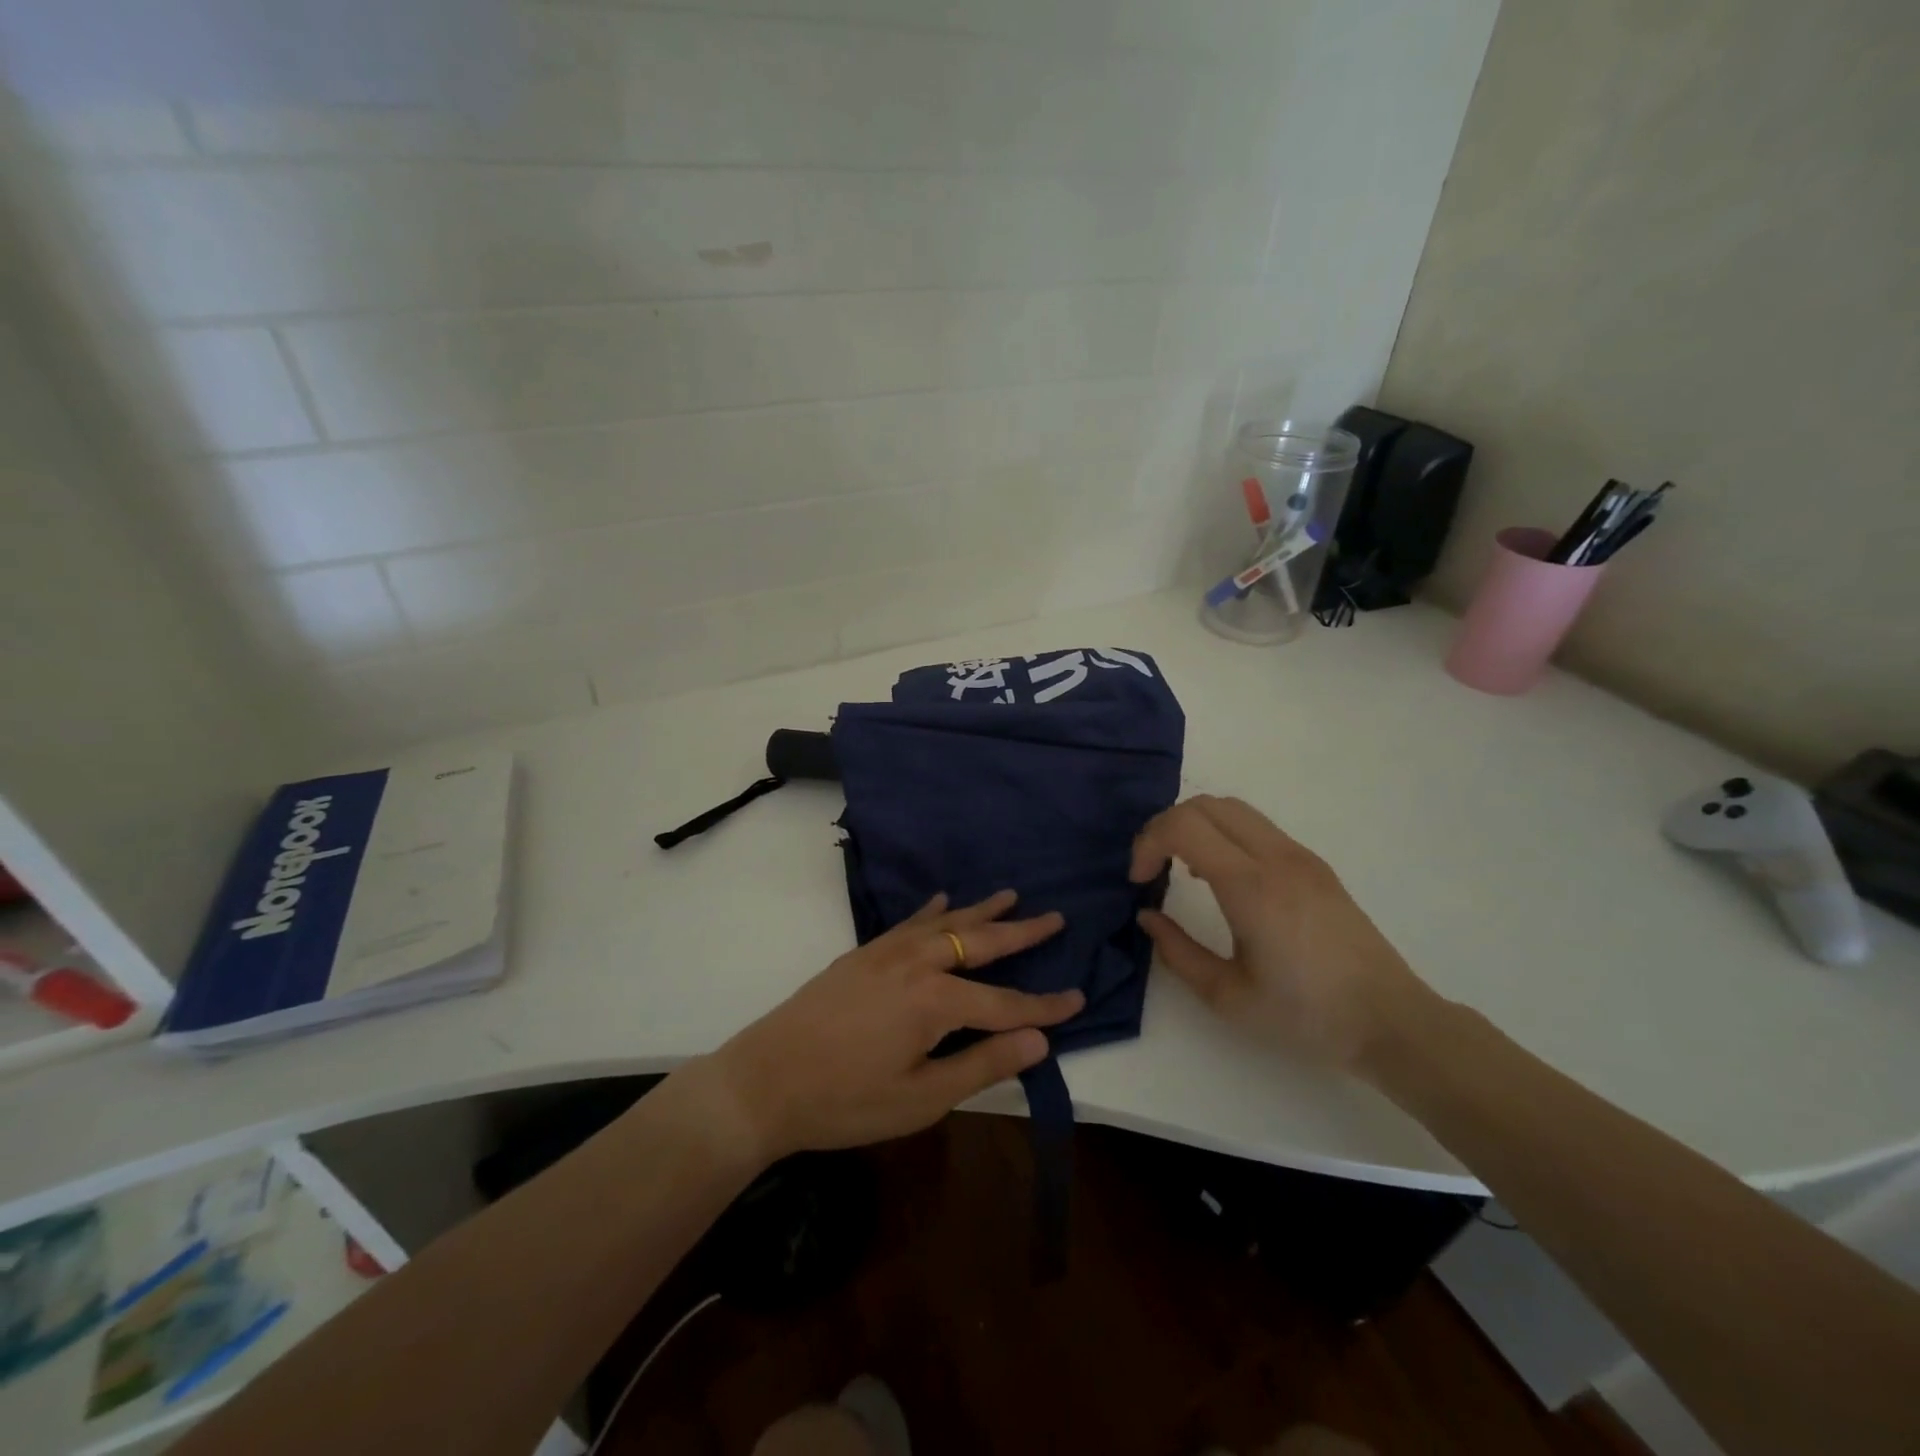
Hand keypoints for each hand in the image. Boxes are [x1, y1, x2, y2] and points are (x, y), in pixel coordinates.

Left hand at [688, 891, 1079, 1163]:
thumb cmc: (845, 1100)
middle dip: (1021, 932)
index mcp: (935, 1000)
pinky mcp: (862, 954)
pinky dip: (932, 911)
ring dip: (981, 910)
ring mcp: (885, 953)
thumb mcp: (921, 1099)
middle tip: (1055, 917)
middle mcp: (916, 963)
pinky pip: (908, 923)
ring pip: (945, 923)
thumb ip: (982, 1065)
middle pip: (980, 942)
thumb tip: (1038, 1042)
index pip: (1005, 1003)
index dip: (1043, 1006)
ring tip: (1010, 895)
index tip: (1078, 998)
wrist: (763, 1082)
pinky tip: (941, 901)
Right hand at [1130, 796, 1434, 1069]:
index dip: (1147, 843)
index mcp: (1250, 886)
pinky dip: (1223, 834)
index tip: (1138, 880)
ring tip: (1182, 870)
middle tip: (1151, 868)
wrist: (1391, 1021)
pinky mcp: (1314, 865)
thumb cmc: (1306, 1016)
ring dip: (1195, 826)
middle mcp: (1276, 857)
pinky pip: (1256, 827)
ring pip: (1232, 808)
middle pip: (1205, 804)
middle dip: (1165, 827)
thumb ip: (1177, 952)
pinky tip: (1221, 878)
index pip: (1183, 826)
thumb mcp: (1228, 996)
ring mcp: (1300, 856)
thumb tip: (1147, 916)